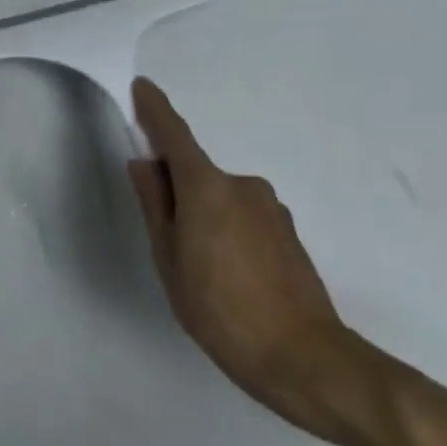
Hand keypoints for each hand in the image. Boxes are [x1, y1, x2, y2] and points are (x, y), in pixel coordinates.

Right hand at [127, 78, 366, 439]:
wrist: (304, 358)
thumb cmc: (219, 308)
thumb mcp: (169, 258)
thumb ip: (155, 205)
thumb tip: (145, 164)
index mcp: (208, 188)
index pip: (175, 136)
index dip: (156, 111)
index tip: (142, 87)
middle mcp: (243, 186)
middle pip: (196, 173)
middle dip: (175, 191)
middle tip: (164, 240)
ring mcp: (271, 209)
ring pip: (220, 198)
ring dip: (202, 216)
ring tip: (199, 270)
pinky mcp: (288, 233)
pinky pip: (242, 216)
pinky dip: (226, 230)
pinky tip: (228, 276)